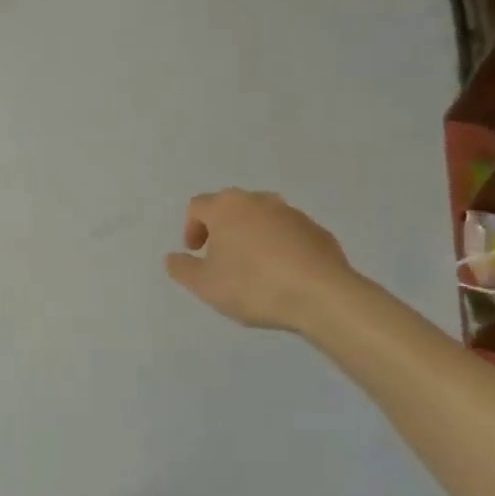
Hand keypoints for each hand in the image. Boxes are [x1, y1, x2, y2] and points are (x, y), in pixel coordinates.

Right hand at [165, 189, 356, 333]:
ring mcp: (291, 213)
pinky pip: (289, 234)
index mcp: (226, 207)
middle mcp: (258, 200)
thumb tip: (172, 257)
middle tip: (220, 259)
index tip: (195, 253)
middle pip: (230, 208)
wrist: (322, 295)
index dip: (191, 228)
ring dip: (251, 237)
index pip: (198, 206)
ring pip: (261, 219)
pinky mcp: (317, 231)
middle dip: (221, 230)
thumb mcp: (206, 285)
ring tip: (253, 269)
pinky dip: (280, 247)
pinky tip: (283, 275)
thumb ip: (183, 269)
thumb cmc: (254, 285)